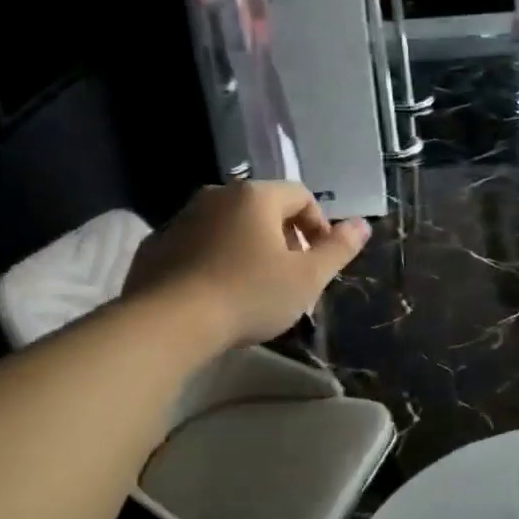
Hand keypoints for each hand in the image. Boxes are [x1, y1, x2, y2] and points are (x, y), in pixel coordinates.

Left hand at [128, 182, 369, 347]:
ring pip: (229, 225)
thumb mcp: (307, 278)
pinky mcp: (156, 245)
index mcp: (256, 196)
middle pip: (264, 208)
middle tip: (291, 275)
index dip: (319, 225)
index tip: (320, 259)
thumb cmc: (249, 295)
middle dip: (284, 237)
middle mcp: (216, 195)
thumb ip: (338, 249)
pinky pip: (198, 244)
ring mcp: (181, 218)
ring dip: (248, 247)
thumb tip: (363, 224)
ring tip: (254, 287)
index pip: (301, 195)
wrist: (168, 323)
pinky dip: (214, 259)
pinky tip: (217, 293)